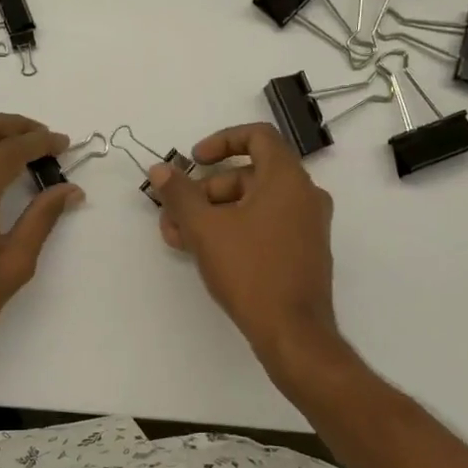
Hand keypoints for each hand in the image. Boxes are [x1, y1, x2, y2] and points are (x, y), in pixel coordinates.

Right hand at [148, 123, 341, 371]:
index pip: (257, 136)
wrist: (292, 330)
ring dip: (213, 214)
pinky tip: (205, 253)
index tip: (193, 160)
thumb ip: (180, 194)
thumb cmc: (250, 271)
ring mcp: (307, 225)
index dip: (221, 141)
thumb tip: (160, 170)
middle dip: (205, 191)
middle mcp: (304, 195)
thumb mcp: (205, 229)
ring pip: (253, 205)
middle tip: (174, 214)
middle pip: (248, 175)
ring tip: (179, 239)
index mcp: (287, 178)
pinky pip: (265, 226)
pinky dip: (235, 230)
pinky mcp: (303, 251)